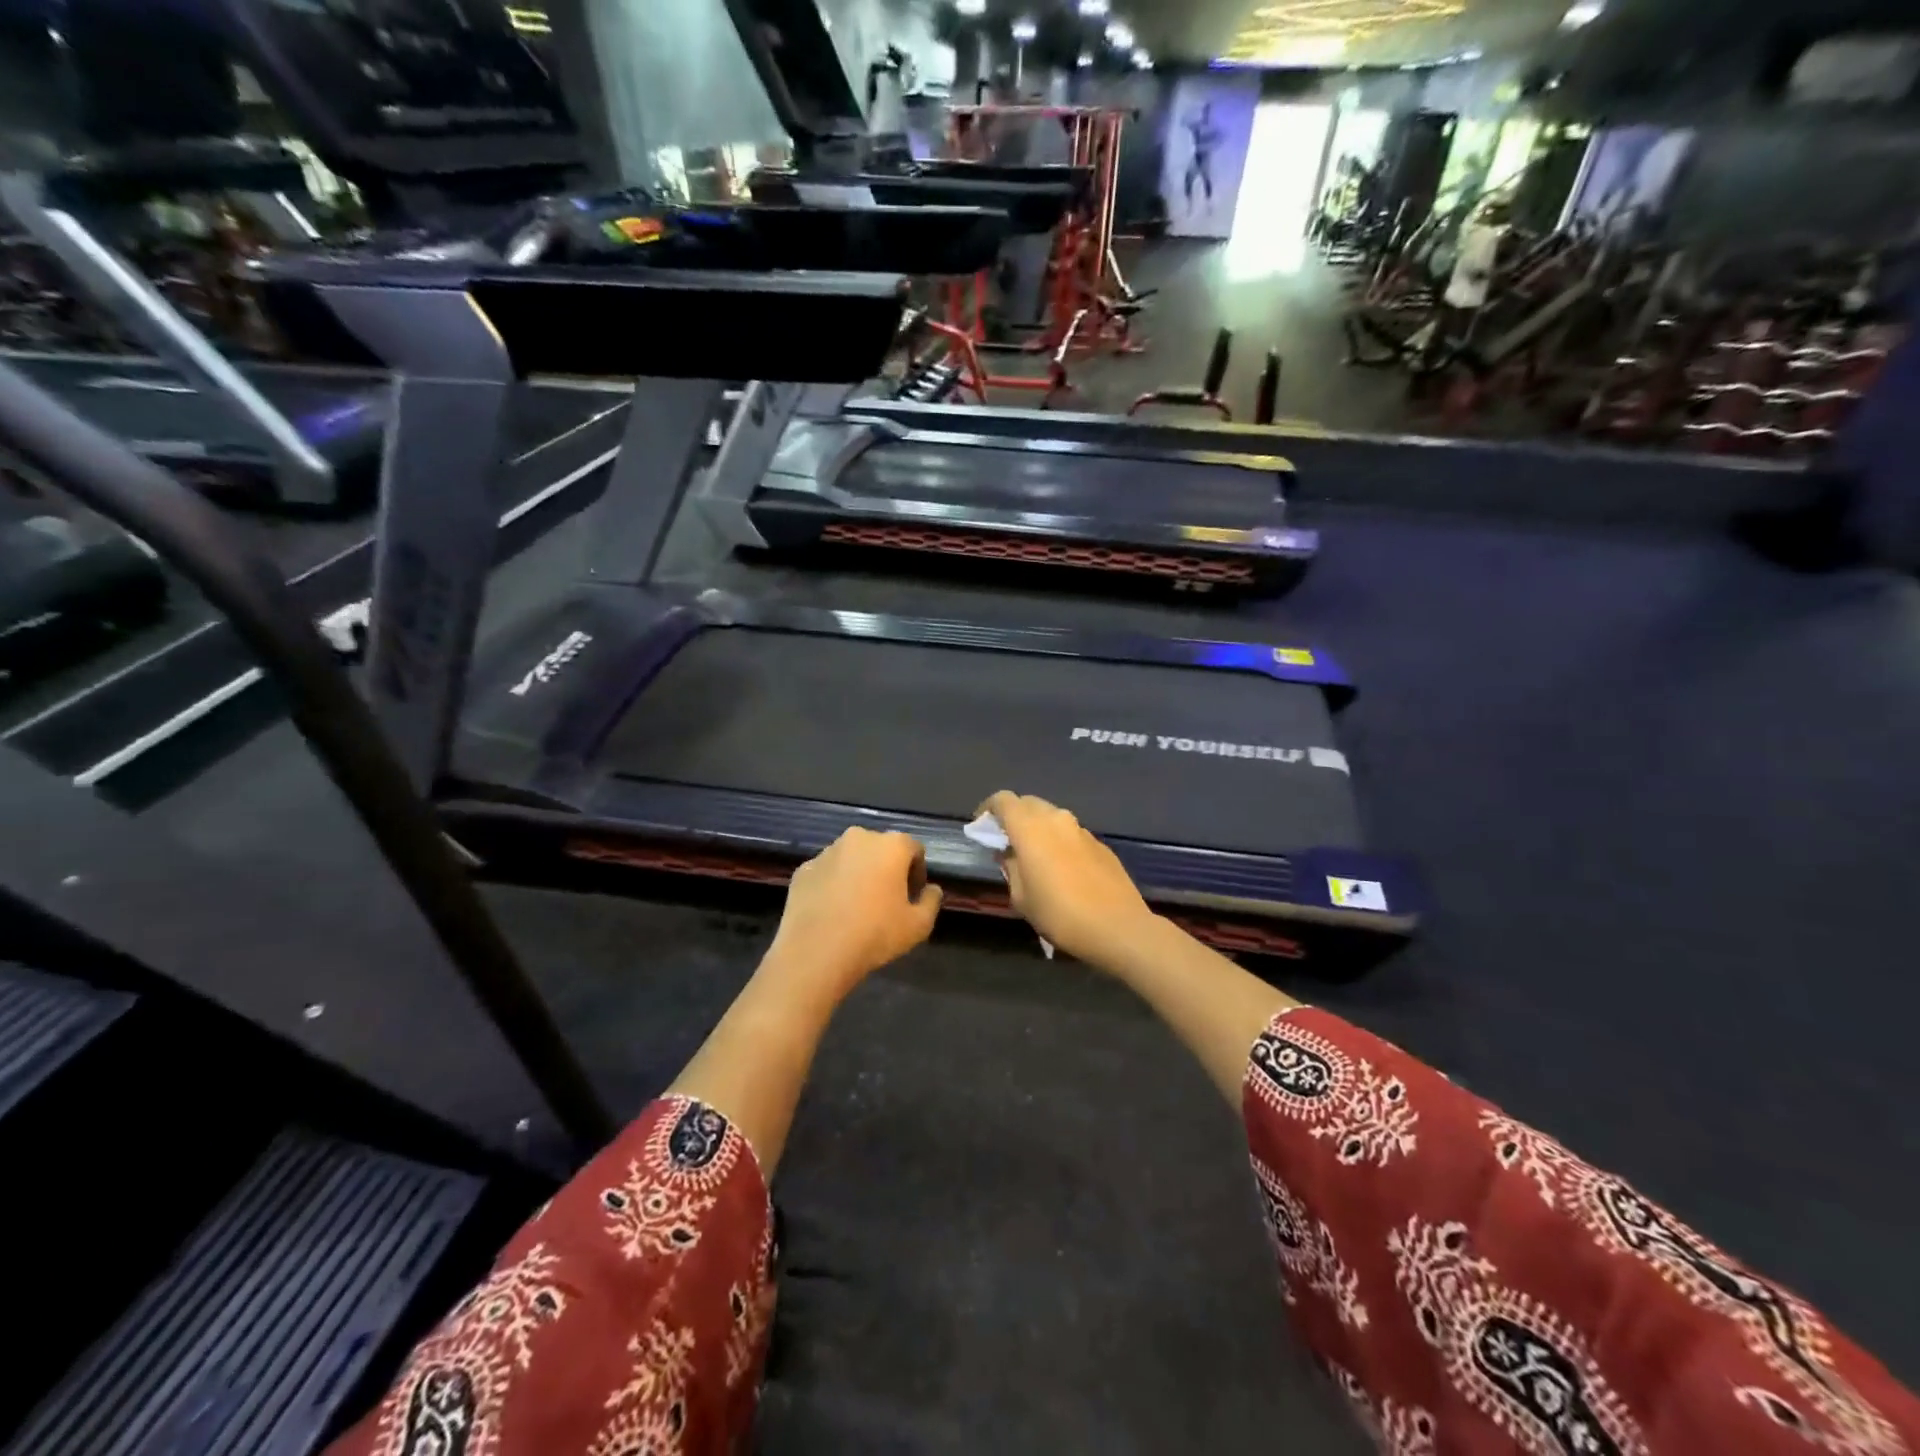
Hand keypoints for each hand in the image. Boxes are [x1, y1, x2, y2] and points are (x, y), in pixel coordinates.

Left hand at [763, 828, 943, 1004]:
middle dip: (886, 869)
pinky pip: (826, 873)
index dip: (917, 873)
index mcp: (891, 845)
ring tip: (857, 907)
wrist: (816, 951)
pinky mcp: (803, 869)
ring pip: (851, 859)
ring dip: (858, 875)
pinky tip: (832, 911)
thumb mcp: (919, 925)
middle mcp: (859, 838)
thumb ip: (932, 901)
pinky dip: (832, 885)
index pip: (914, 849)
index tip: (912, 897)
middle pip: (880, 849)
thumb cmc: (875, 933)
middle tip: (886, 901)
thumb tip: (931, 889)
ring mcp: (827, 852)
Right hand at [977, 791, 1158, 969]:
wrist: (1118, 927)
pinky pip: (1071, 833)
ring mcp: (1081, 829)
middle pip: (1028, 803)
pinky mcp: (1100, 844)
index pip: (1003, 800)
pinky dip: (1059, 841)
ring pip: (1052, 817)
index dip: (988, 809)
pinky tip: (1061, 868)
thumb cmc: (1060, 914)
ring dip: (1038, 828)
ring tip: (1033, 856)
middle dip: (1013, 816)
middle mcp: (1056, 819)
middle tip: (1006, 841)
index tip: (981, 826)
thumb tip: (1009, 853)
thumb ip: (1010, 868)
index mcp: (1030, 828)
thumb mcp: (1021, 897)